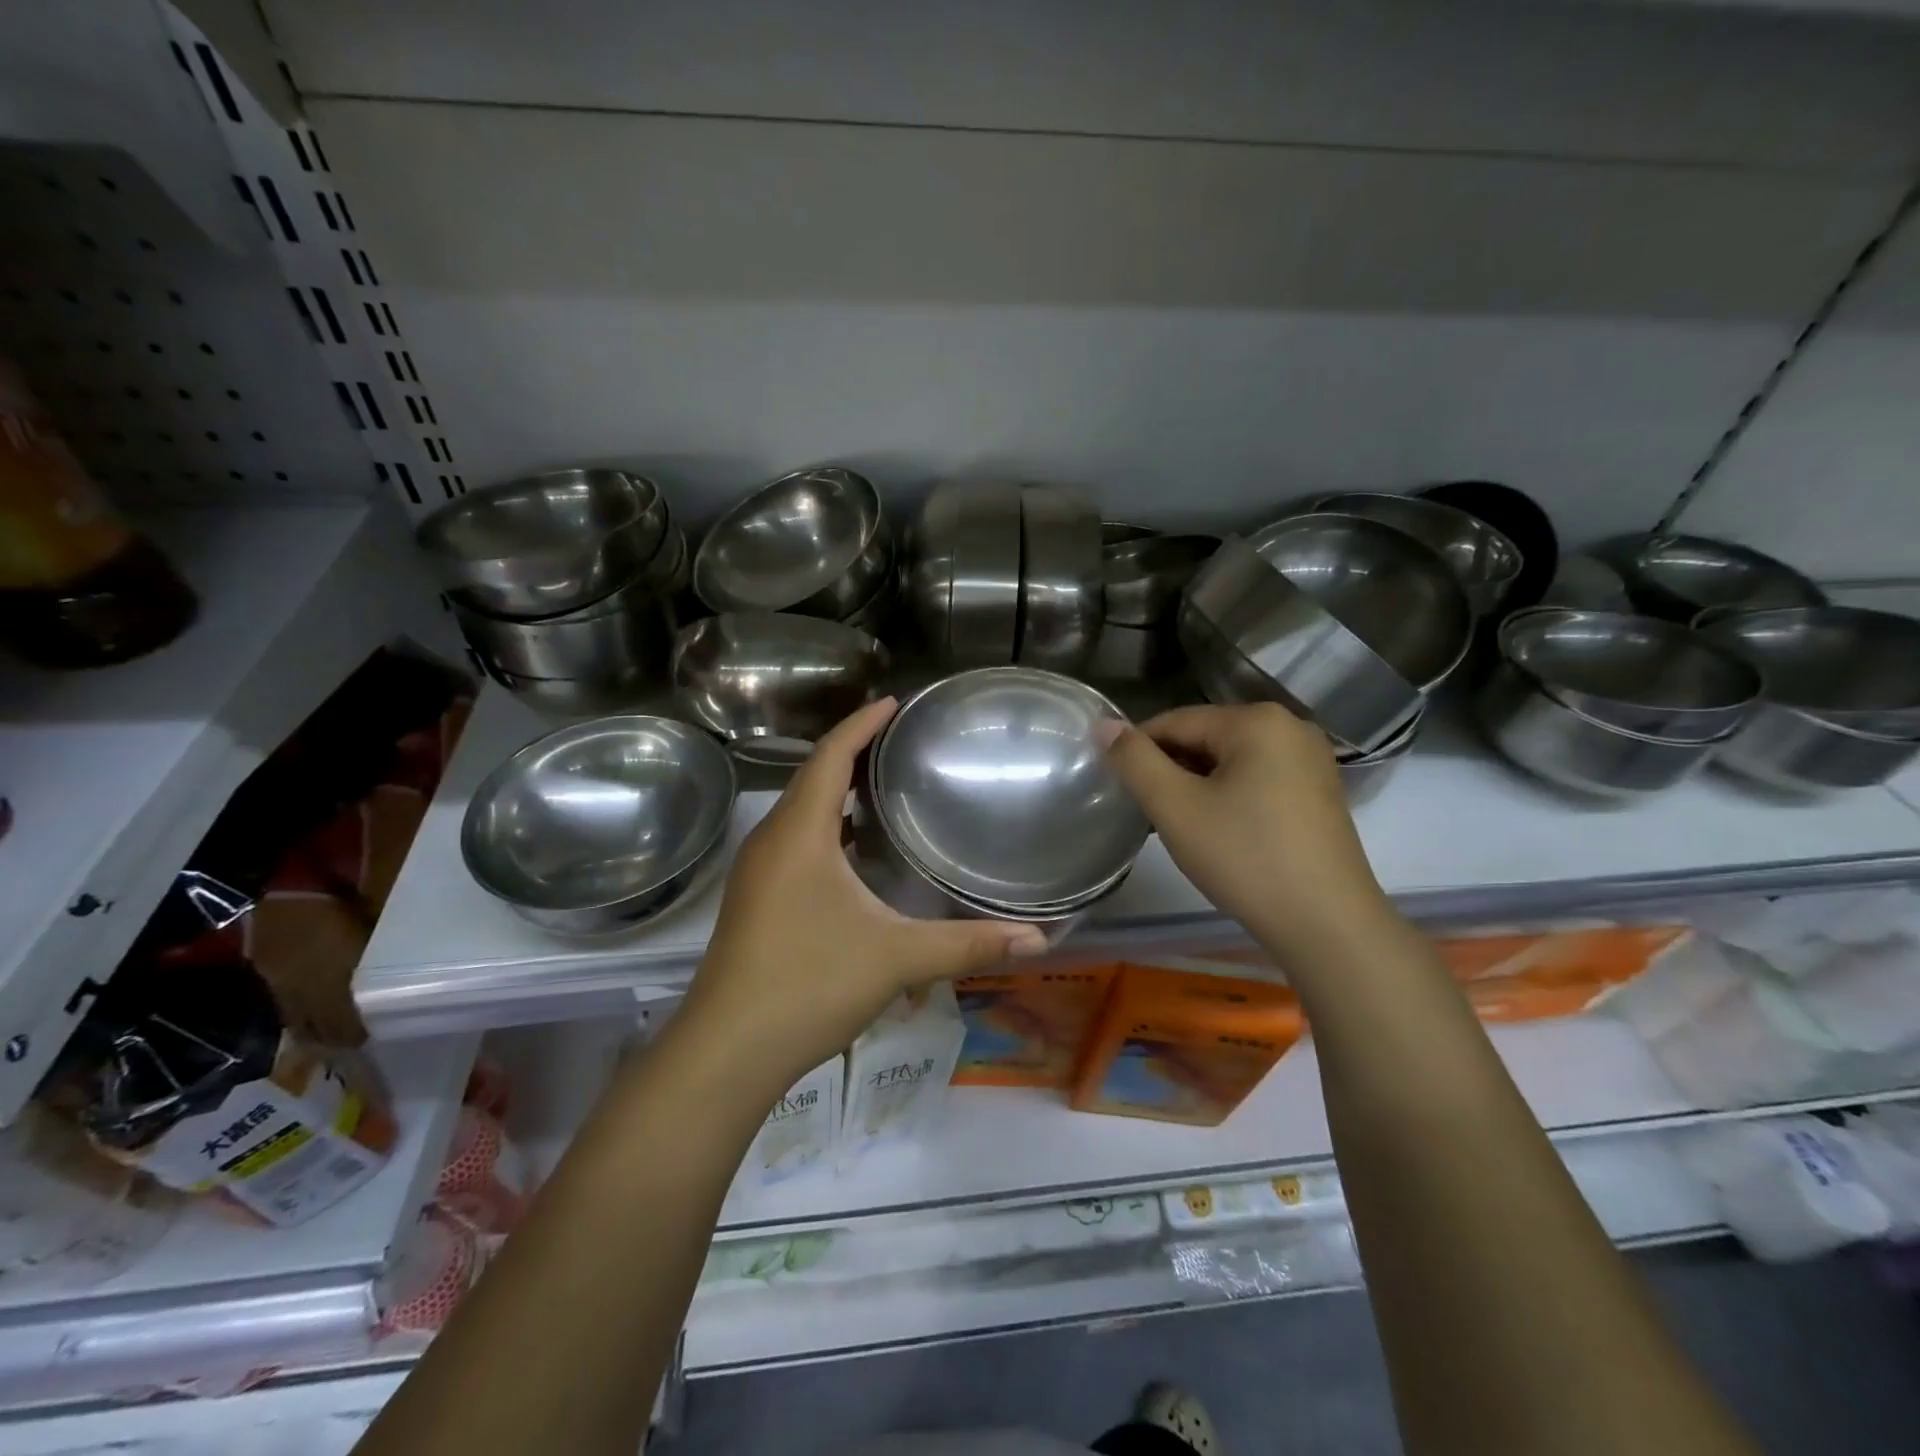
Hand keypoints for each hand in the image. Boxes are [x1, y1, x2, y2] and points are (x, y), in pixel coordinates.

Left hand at [680, 698, 1046, 1091]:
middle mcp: (771, 841)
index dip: (861, 724)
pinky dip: (825, 826)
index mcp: (800, 834)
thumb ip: (968, 944)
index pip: (830, 757)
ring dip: (836, 790)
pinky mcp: (755, 899)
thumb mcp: (896, 959)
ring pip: (799, 811)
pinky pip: (793, 840)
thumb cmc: (809, 985)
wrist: (727, 1051)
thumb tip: (1039, 940)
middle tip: (899, 740)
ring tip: (882, 785)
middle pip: (811, 776)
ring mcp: (757, 871)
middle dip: (852, 751)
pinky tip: (853, 850)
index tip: (893, 702)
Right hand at [1104, 703, 1393, 963]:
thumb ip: (1134, 760)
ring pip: (1230, 761)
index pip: (1176, 721)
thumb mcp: (1175, 807)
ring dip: (1196, 785)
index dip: (1138, 750)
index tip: (1117, 785)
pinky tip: (1217, 830)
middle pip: (1206, 737)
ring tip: (1178, 824)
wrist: (1327, 925)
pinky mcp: (1318, 792)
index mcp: (1257, 720)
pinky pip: (1257, 779)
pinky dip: (1228, 796)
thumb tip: (1104, 724)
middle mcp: (1290, 727)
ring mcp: (1311, 760)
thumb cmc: (1245, 858)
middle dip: (1170, 769)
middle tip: (1147, 811)